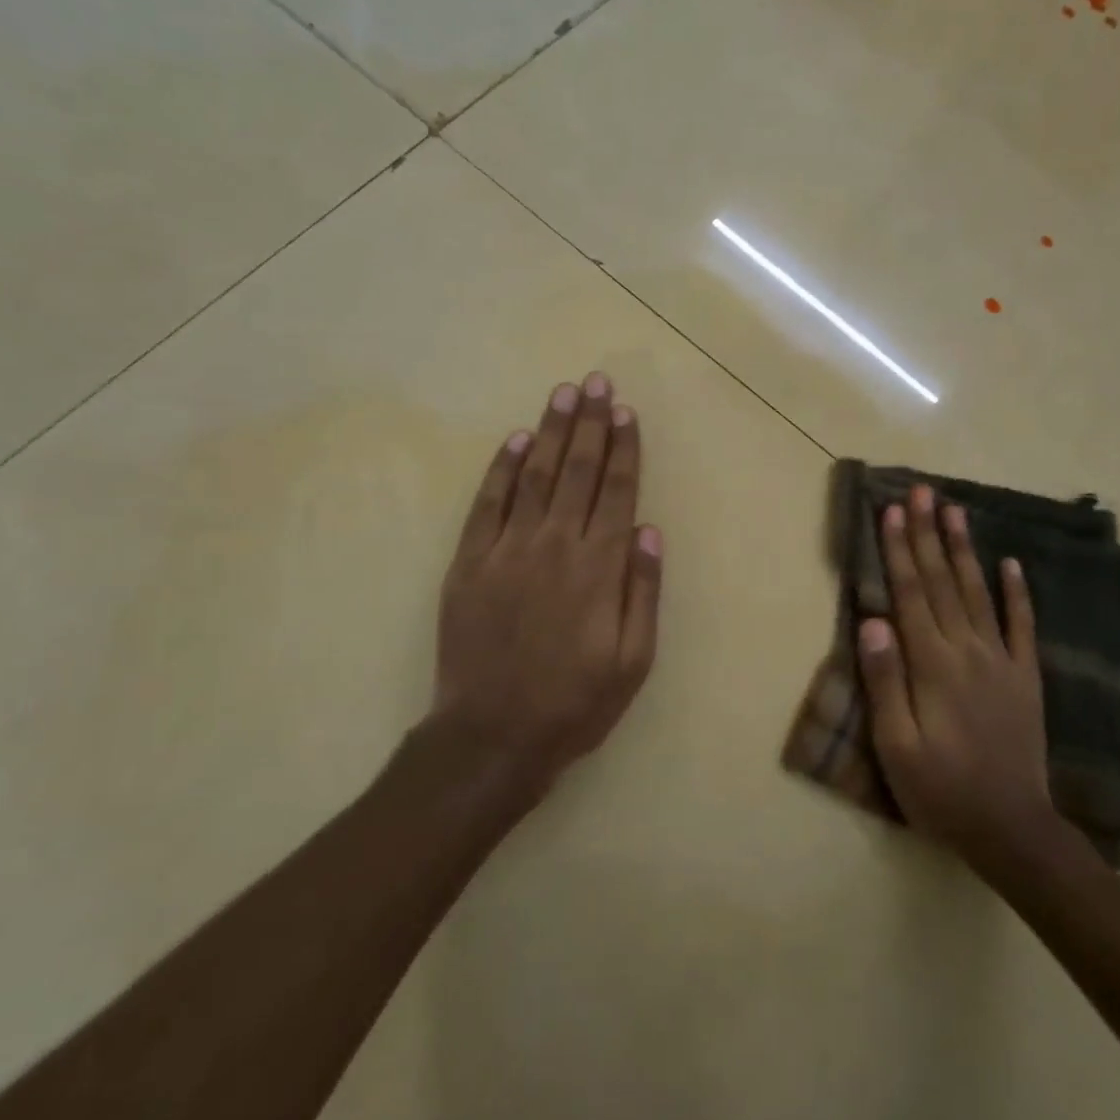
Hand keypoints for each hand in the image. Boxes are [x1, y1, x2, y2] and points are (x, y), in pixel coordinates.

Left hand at [431, 372, 662, 796]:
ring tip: (563, 395)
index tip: (626, 412)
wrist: (493, 736)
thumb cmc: (575, 703)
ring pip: (534, 477)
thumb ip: (643, 591)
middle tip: (596, 383)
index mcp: (599, 569)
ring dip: (550, 432)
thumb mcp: (633, 660)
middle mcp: (555, 546)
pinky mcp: (469, 563)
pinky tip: (515, 442)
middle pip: (577, 472)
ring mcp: (506, 551)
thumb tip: (650, 530)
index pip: (616, 492)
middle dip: (590, 424)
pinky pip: (487, 505)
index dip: (623, 449)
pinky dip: (502, 470)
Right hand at [857, 484, 1052, 862]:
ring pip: (978, 592)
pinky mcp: (1026, 677)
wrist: (1012, 829)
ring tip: (955, 509)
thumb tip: (872, 619)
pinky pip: (1022, 625)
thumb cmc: (941, 791)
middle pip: (942, 582)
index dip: (899, 551)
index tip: (891, 511)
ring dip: (964, 549)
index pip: (910, 594)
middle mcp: (968, 651)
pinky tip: (1011, 562)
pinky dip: (1017, 592)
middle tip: (921, 491)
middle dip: (928, 533)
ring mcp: (1002, 661)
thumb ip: (885, 679)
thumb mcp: (896, 745)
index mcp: (933, 665)